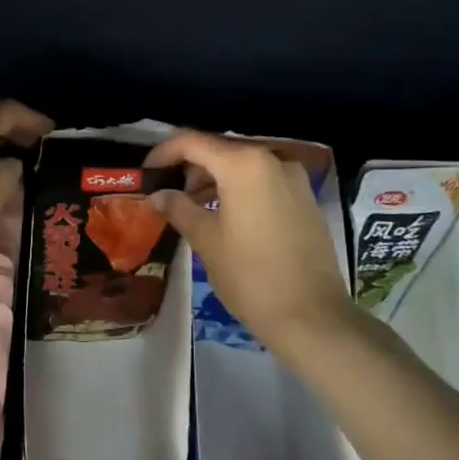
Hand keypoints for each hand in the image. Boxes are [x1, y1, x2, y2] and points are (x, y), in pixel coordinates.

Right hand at [145, 130, 356, 359]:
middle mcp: (272, 160)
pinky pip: (264, 182)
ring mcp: (294, 179)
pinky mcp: (306, 200)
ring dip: (215, 179)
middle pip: (221, 150)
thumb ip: (179, 209)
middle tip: (167, 191)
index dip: (163, 153)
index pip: (193, 142)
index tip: (146, 173)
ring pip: (244, 166)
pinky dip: (240, 190)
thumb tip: (158, 195)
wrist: (312, 316)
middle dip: (190, 167)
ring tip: (192, 206)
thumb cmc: (250, 276)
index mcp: (243, 165)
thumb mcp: (206, 241)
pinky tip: (226, 216)